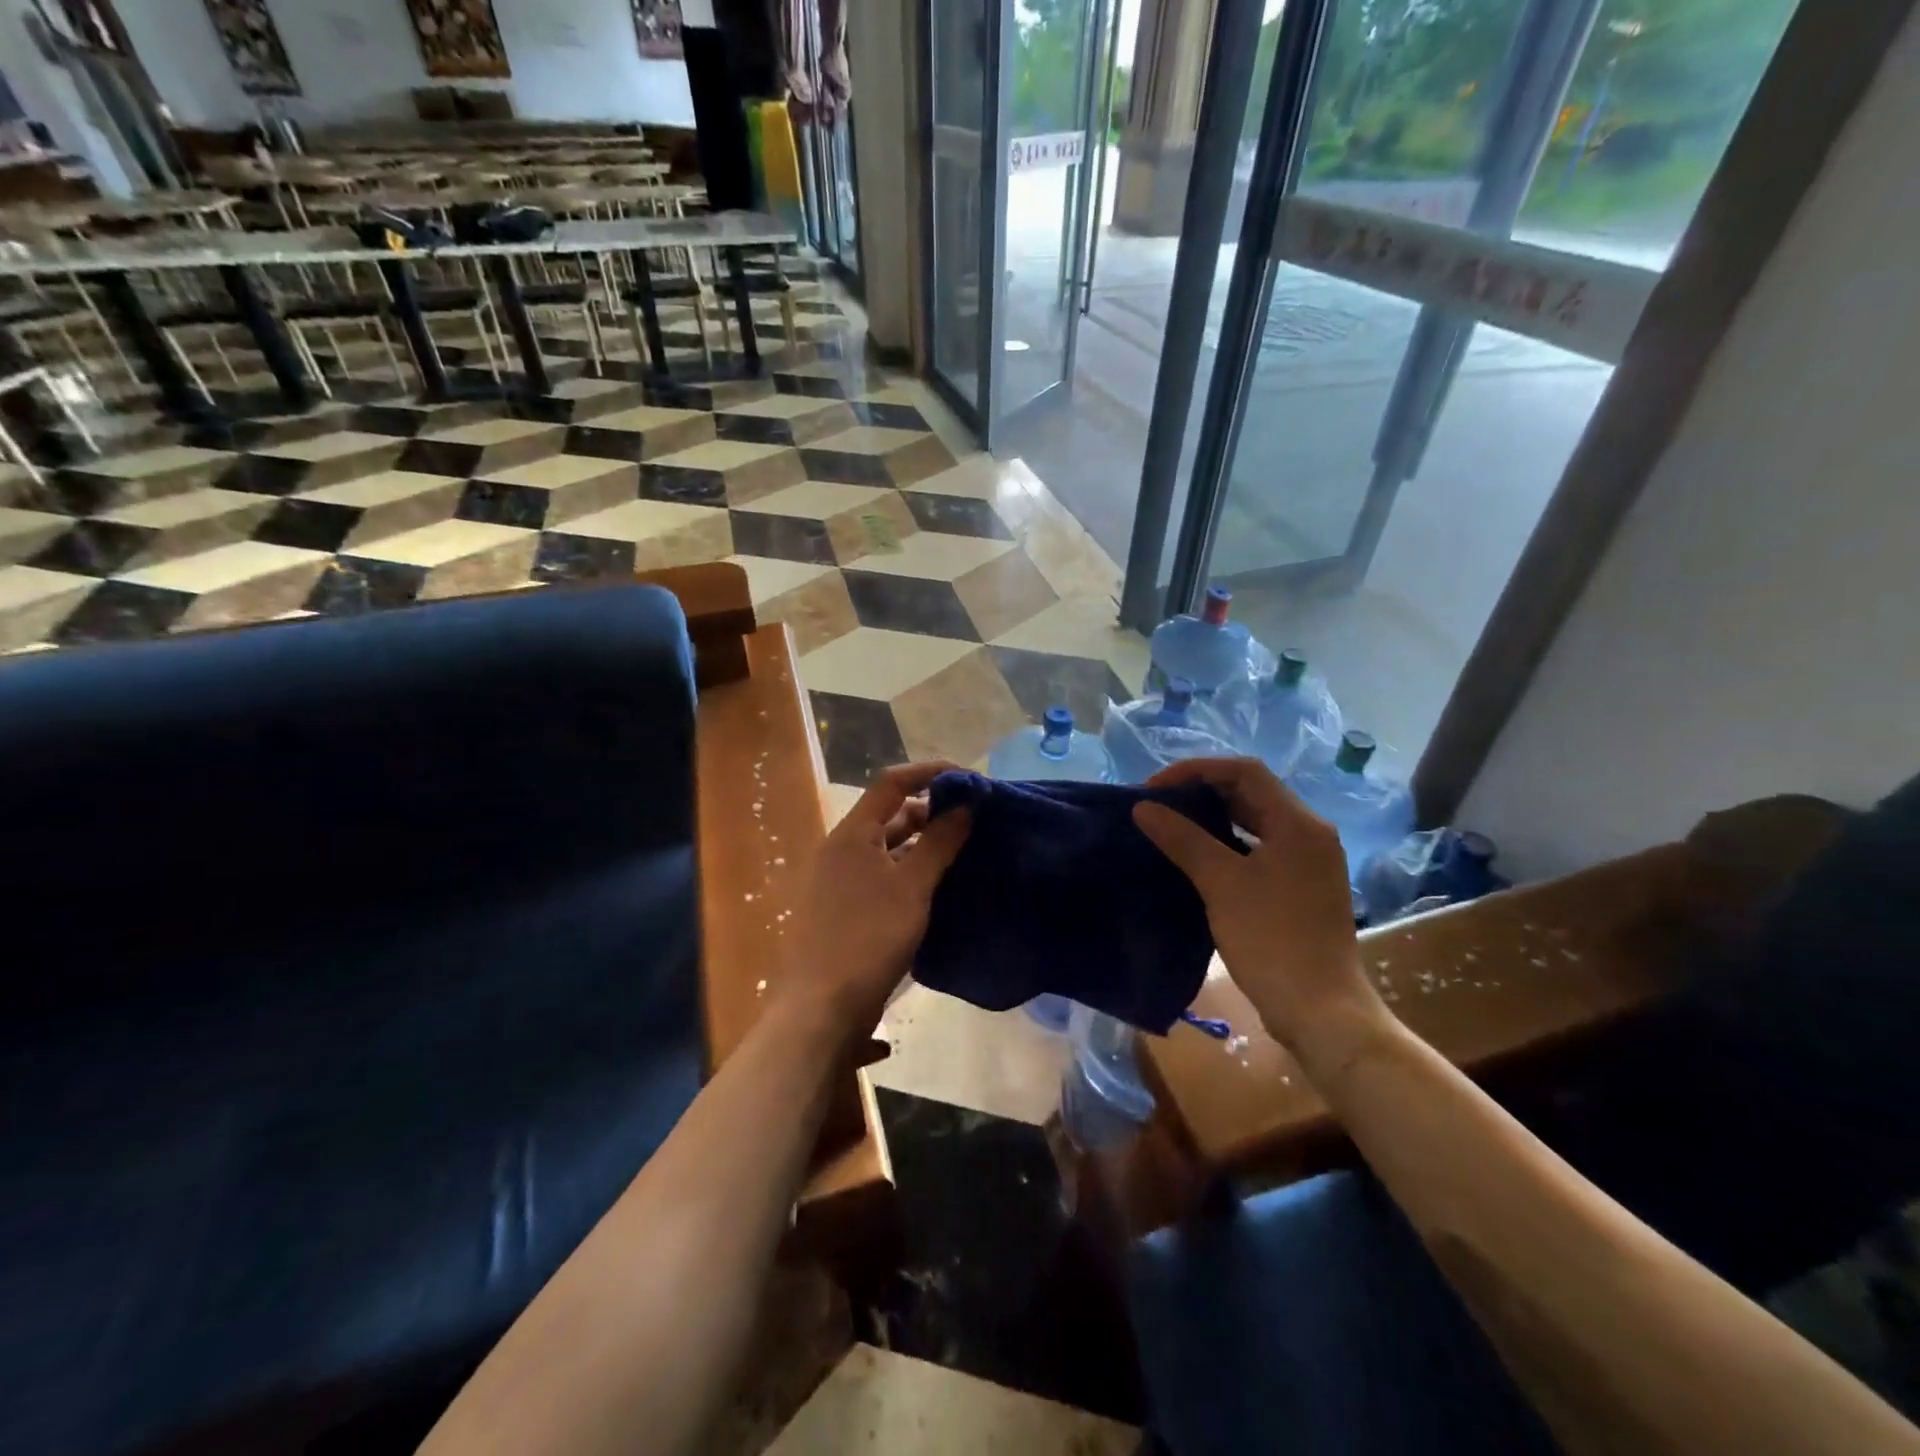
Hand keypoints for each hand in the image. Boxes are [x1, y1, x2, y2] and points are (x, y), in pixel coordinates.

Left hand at [782, 762, 971, 1035]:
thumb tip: (966, 803)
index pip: (892, 782)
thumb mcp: (912, 887)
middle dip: (931, 809)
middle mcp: (841, 848)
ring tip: (963, 849)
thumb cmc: (868, 938)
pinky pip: (882, 873)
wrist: (822, 1008)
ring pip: (887, 846)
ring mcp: (838, 879)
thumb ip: (939, 841)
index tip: (970, 779)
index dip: (930, 772)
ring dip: (922, 842)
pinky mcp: (843, 908)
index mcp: (851, 833)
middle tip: (973, 817)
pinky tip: (937, 885)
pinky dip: (909, 869)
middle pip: (889, 813)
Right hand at [1132, 757, 1382, 1055]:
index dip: (1195, 770)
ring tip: (1170, 826)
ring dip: (1213, 818)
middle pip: (1251, 793)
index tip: (1155, 788)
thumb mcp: (1221, 884)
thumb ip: (1182, 839)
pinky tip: (1197, 858)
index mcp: (1298, 823)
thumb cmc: (1271, 940)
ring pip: (1255, 821)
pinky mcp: (1300, 886)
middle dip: (1201, 792)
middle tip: (1158, 806)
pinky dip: (1227, 843)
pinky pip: (1259, 847)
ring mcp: (1308, 861)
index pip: (1244, 771)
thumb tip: (1144, 807)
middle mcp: (1309, 833)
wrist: (1319, 1010)